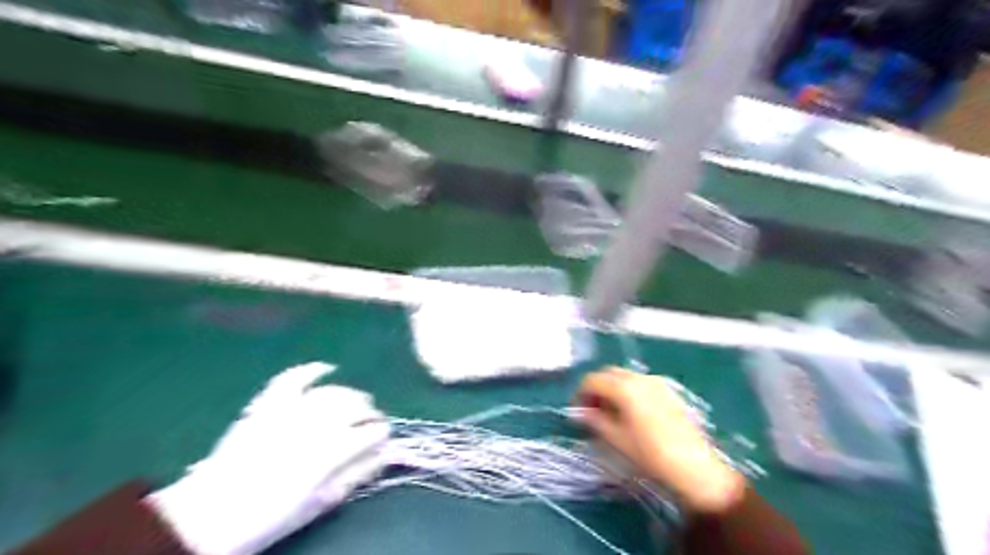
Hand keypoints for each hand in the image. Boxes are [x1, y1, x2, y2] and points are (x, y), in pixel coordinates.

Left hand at [147, 363, 387, 553]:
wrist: (211, 515)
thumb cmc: (271, 514)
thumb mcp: (322, 502)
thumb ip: (357, 474)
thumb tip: (385, 454)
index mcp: (332, 451)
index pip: (372, 431)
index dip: (382, 433)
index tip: (383, 437)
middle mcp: (316, 424)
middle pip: (356, 406)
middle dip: (370, 412)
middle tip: (371, 421)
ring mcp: (290, 410)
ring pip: (332, 392)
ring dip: (350, 395)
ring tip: (354, 403)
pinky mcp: (268, 404)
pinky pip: (293, 379)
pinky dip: (311, 370)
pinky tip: (325, 368)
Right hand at [578, 366, 745, 513]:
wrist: (695, 468)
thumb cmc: (650, 454)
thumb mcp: (616, 439)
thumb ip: (594, 420)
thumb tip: (578, 412)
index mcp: (624, 387)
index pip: (592, 380)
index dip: (580, 393)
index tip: (576, 411)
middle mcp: (640, 377)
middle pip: (609, 373)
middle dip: (596, 388)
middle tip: (590, 410)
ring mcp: (657, 382)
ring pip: (625, 377)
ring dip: (612, 389)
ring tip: (609, 413)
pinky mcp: (668, 391)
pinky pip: (640, 383)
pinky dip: (628, 391)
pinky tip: (629, 413)